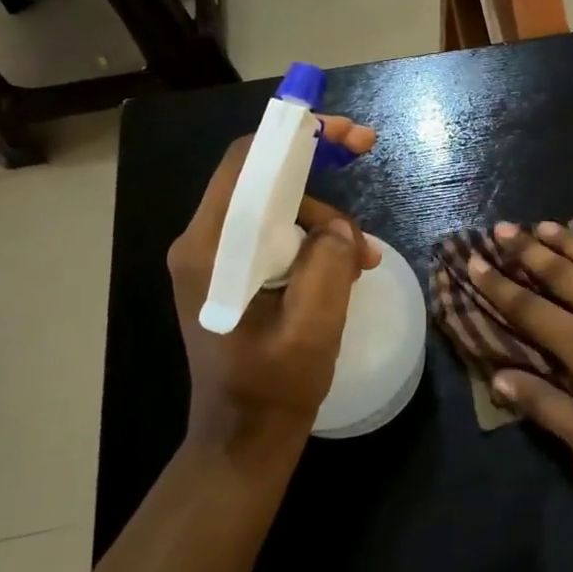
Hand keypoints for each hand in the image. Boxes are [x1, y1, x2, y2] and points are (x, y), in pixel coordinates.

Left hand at [167, 117, 380, 464]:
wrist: (243, 439)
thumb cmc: (274, 387)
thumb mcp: (313, 327)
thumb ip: (326, 261)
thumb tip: (334, 228)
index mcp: (210, 248)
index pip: (246, 162)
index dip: (296, 134)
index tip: (346, 132)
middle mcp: (205, 242)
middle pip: (263, 176)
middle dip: (319, 167)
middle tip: (367, 150)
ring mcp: (217, 257)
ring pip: (278, 205)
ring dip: (326, 220)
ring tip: (363, 259)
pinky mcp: (232, 272)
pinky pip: (278, 233)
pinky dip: (316, 241)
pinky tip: (347, 268)